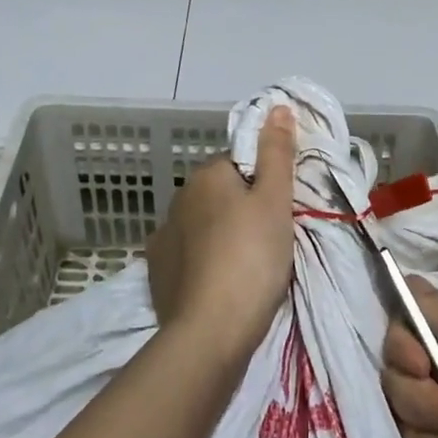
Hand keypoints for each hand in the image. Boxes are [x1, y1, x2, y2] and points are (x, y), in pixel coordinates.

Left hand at [144, 105, 297, 359]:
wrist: (210, 332)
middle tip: (270, 241)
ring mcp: (163, 237)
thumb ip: (277, 152)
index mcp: (207, 176)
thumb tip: (276, 106)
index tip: (280, 212)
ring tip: (247, 269)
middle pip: (220, 194)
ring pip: (203, 226)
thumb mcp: (276, 200)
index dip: (264, 185)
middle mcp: (179, 199)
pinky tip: (219, 285)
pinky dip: (203, 264)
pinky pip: (187, 257)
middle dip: (242, 210)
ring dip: (221, 237)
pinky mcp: (157, 273)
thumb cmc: (252, 257)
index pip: (240, 164)